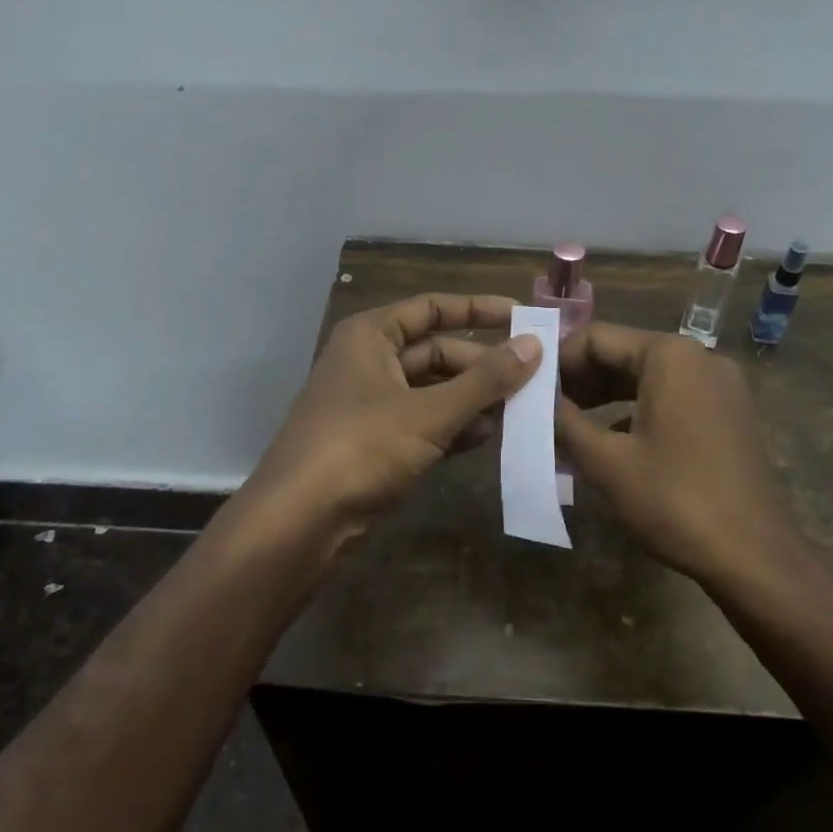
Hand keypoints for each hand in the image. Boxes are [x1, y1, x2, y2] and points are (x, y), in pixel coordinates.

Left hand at [251, 293, 540, 543]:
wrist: (297, 524)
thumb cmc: (360, 449)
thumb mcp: (429, 412)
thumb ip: (485, 379)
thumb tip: (535, 345)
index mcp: (371, 336)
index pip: (433, 307)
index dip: (479, 310)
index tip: (524, 319)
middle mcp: (369, 361)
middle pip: (438, 351)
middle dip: (483, 367)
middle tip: (534, 380)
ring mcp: (371, 404)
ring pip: (434, 390)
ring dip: (474, 400)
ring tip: (522, 412)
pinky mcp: (375, 442)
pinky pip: (424, 422)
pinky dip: (455, 427)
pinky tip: (490, 438)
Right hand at [558, 323, 796, 582]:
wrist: (754, 557)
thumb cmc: (674, 500)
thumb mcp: (607, 461)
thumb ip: (565, 421)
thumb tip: (535, 400)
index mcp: (670, 355)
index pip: (597, 338)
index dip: (556, 360)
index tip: (526, 385)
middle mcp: (699, 357)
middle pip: (623, 354)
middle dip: (580, 380)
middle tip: (541, 407)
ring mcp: (720, 386)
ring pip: (647, 377)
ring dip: (605, 397)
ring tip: (566, 424)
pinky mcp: (728, 414)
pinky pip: (671, 398)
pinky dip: (636, 411)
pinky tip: (610, 440)